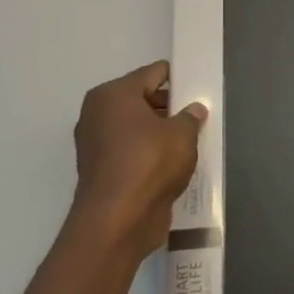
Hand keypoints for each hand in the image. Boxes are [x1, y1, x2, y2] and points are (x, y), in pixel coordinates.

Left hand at [70, 62, 206, 253]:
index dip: (177, 78)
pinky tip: (172, 162)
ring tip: (189, 140)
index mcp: (112, 95)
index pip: (152, 74)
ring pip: (135, 127)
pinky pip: (130, 151)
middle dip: (168, 106)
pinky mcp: (100, 170)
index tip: (198, 85)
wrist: (118, 220)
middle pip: (140, 99)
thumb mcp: (182, 134)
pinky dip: (148, 153)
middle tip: (197, 115)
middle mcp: (97, 114)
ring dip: (158, 132)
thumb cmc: (150, 164)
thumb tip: (193, 109)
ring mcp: (95, 143)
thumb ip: (190, 117)